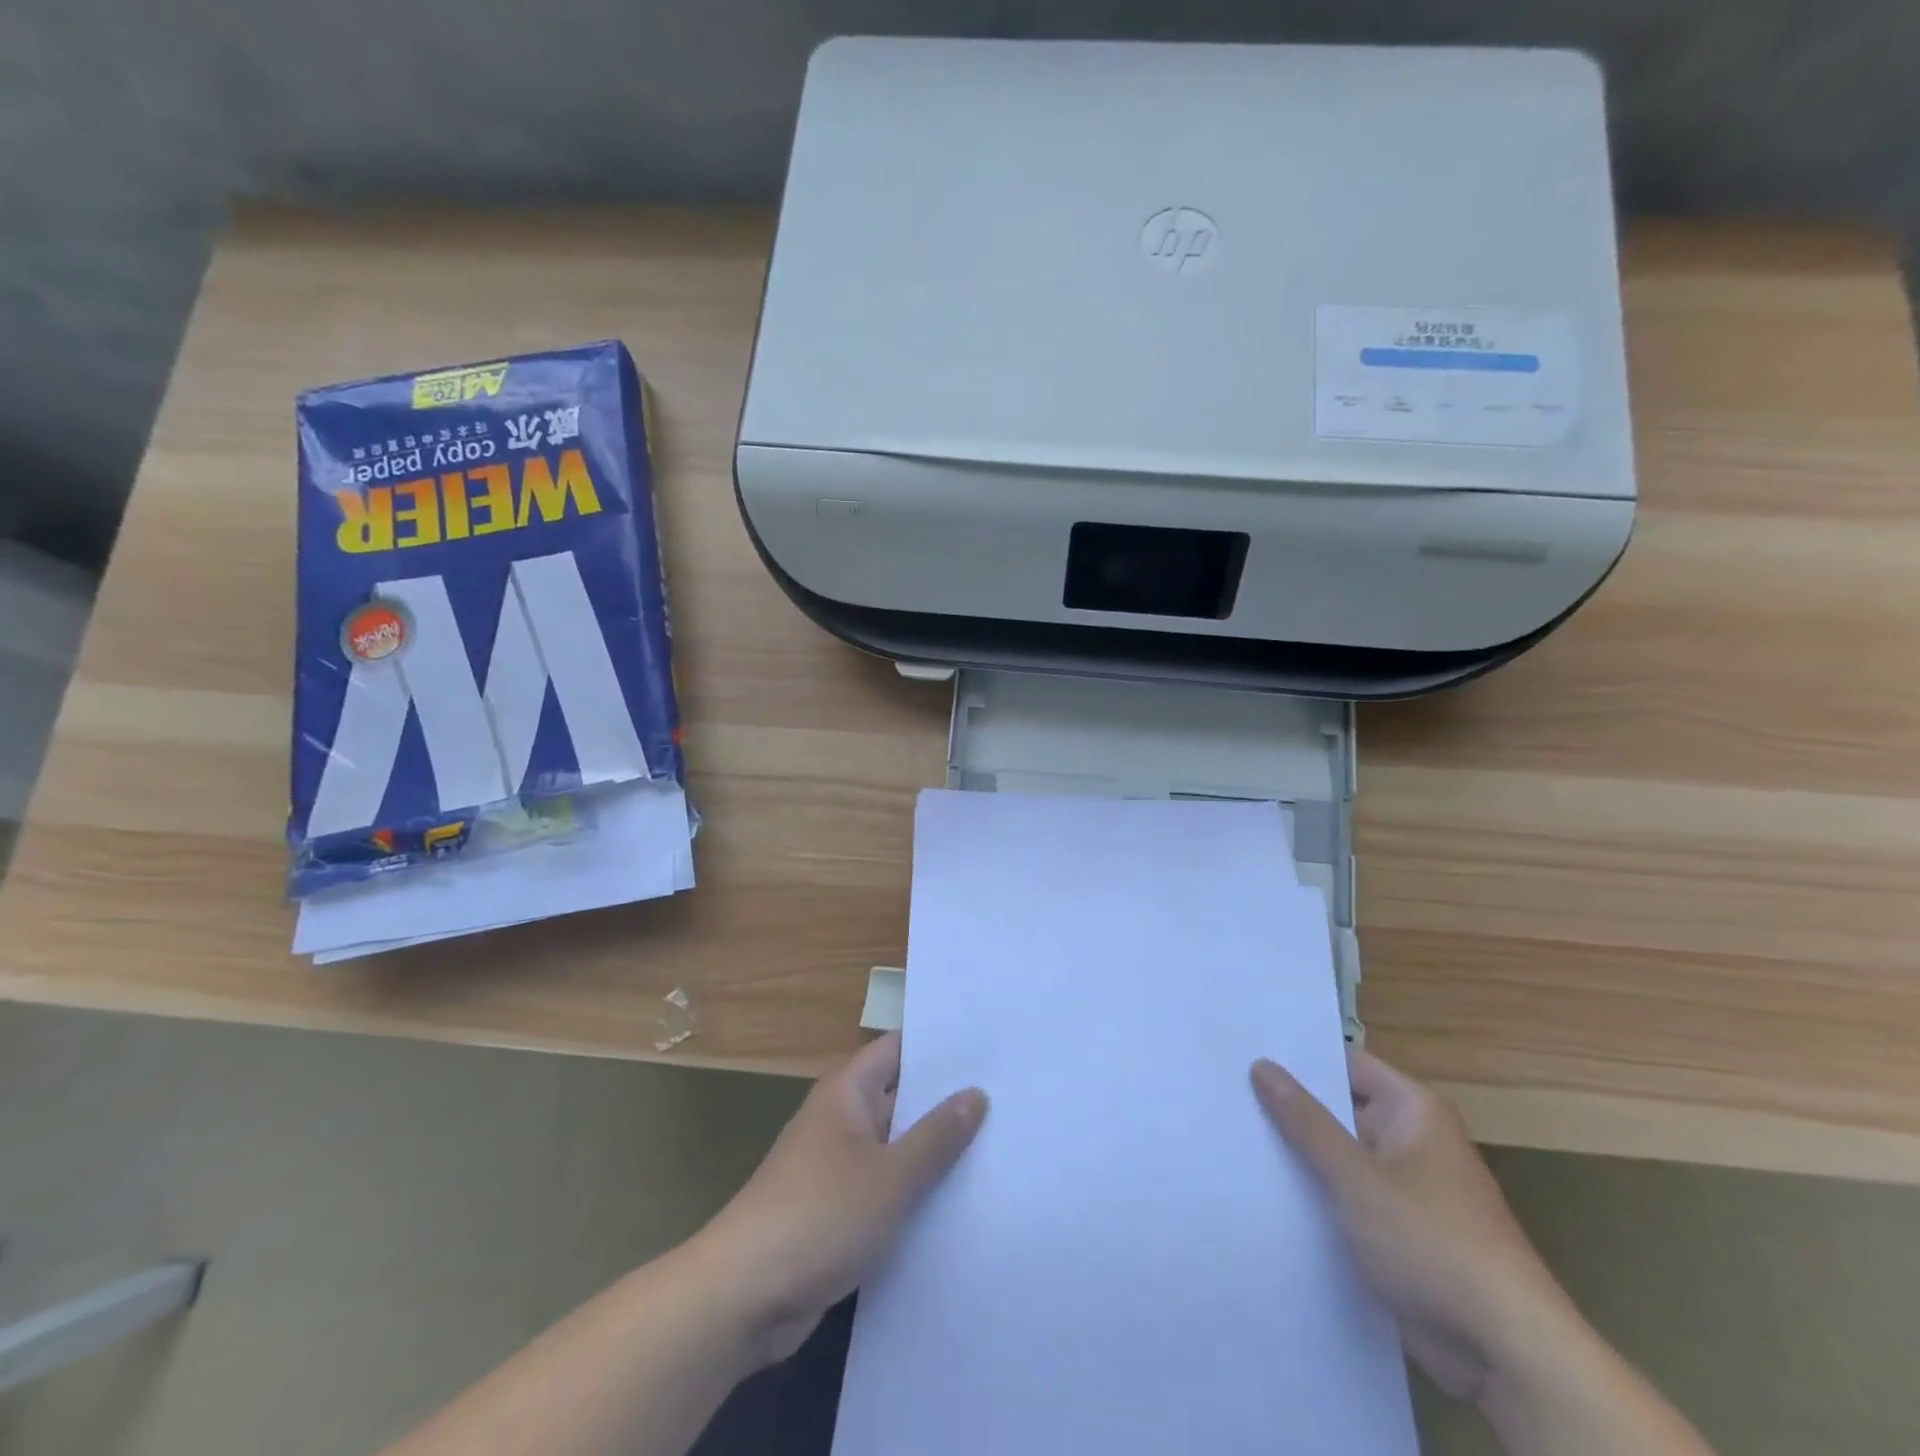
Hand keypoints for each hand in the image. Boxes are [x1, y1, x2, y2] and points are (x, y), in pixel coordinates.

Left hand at [698, 1033, 987, 1366]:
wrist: (742, 1298)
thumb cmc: (819, 1216)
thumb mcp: (890, 1176)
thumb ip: (936, 1136)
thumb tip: (976, 1093)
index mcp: (848, 1092)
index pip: (900, 1049)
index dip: (941, 1047)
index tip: (990, 1048)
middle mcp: (842, 1119)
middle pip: (902, 1097)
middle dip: (948, 1102)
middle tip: (1009, 1099)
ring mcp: (838, 1166)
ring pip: (897, 1146)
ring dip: (935, 1152)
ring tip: (999, 1149)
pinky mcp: (837, 1211)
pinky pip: (886, 1187)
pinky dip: (916, 1191)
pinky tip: (960, 1203)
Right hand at [1252, 1049, 1582, 1406]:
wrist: (1508, 1353)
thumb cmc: (1432, 1242)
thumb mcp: (1356, 1176)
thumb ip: (1306, 1121)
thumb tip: (1262, 1065)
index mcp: (1412, 1111)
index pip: (1344, 1064)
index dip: (1297, 1058)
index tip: (1243, 1050)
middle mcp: (1411, 1140)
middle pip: (1339, 1108)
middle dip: (1289, 1107)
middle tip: (1226, 1091)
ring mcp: (1406, 1187)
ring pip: (1339, 1156)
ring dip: (1299, 1155)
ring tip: (1233, 1135)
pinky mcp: (1399, 1231)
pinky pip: (1348, 1196)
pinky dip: (1316, 1194)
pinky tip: (1265, 1191)